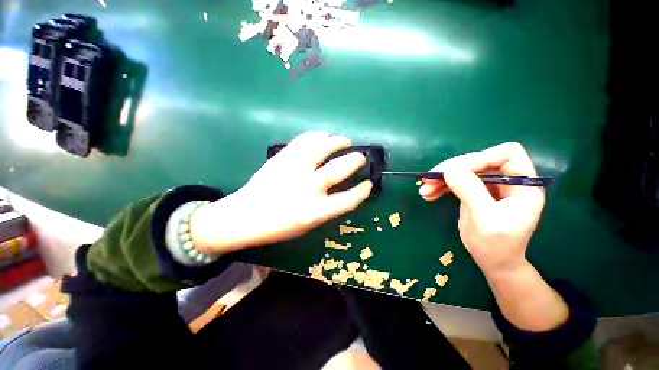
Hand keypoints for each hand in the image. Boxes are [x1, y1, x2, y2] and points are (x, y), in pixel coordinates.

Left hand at [191, 131, 372, 254]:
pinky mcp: (282, 158)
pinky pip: (304, 141)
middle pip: (339, 169)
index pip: (348, 200)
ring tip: (344, 141)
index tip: (368, 184)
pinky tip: (323, 136)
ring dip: (338, 142)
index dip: (362, 191)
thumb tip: (341, 191)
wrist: (244, 216)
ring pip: (322, 147)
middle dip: (355, 160)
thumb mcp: (307, 226)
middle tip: (361, 157)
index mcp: (315, 212)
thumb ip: (326, 209)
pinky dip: (317, 136)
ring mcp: (294, 169)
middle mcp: (308, 188)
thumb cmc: (278, 226)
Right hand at [419, 142, 544, 276]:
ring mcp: (489, 186)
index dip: (480, 158)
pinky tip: (428, 194)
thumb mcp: (485, 219)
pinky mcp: (474, 192)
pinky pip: (455, 182)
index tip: (454, 172)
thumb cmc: (497, 245)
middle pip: (478, 161)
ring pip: (463, 171)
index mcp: (523, 184)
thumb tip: (449, 170)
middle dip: (451, 169)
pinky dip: (440, 186)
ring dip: (441, 179)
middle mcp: (507, 180)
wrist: (493, 262)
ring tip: (424, 190)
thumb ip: (470, 191)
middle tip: (428, 180)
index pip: (506, 154)